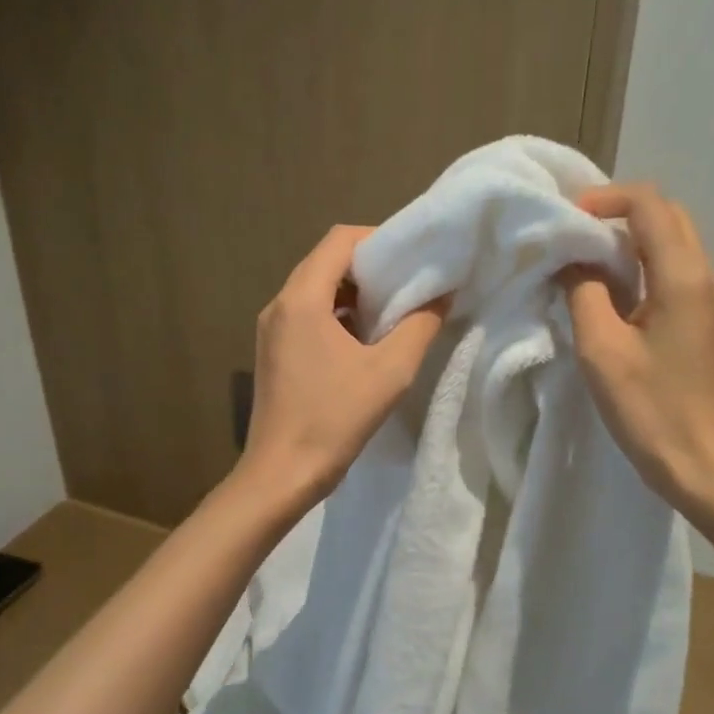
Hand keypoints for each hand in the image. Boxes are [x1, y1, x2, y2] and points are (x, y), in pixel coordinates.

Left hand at [237, 224, 446, 507]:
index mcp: (301, 299)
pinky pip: (308, 315)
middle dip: (370, 266)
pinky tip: (366, 340)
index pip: (339, 240)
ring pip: (317, 289)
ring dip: (355, 292)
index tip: (413, 258)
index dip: (379, 239)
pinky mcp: (274, 351)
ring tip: (393, 311)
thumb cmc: (334, 419)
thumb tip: (441, 294)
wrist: (281, 474)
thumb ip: (420, 325)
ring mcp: (272, 329)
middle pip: (326, 261)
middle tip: (409, 282)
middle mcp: (280, 304)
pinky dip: (338, 315)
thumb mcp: (389, 372)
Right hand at [563, 184, 713, 514]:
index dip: (606, 199)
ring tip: (585, 262)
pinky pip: (675, 274)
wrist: (703, 465)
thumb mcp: (602, 349)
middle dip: (619, 215)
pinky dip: (642, 268)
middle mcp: (707, 277)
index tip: (568, 220)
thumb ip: (584, 292)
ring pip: (673, 245)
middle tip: (574, 236)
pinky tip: (612, 294)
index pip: (649, 205)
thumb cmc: (650, 409)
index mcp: (684, 277)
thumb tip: (574, 260)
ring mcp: (712, 300)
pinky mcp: (707, 322)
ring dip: (630, 242)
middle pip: (667, 217)